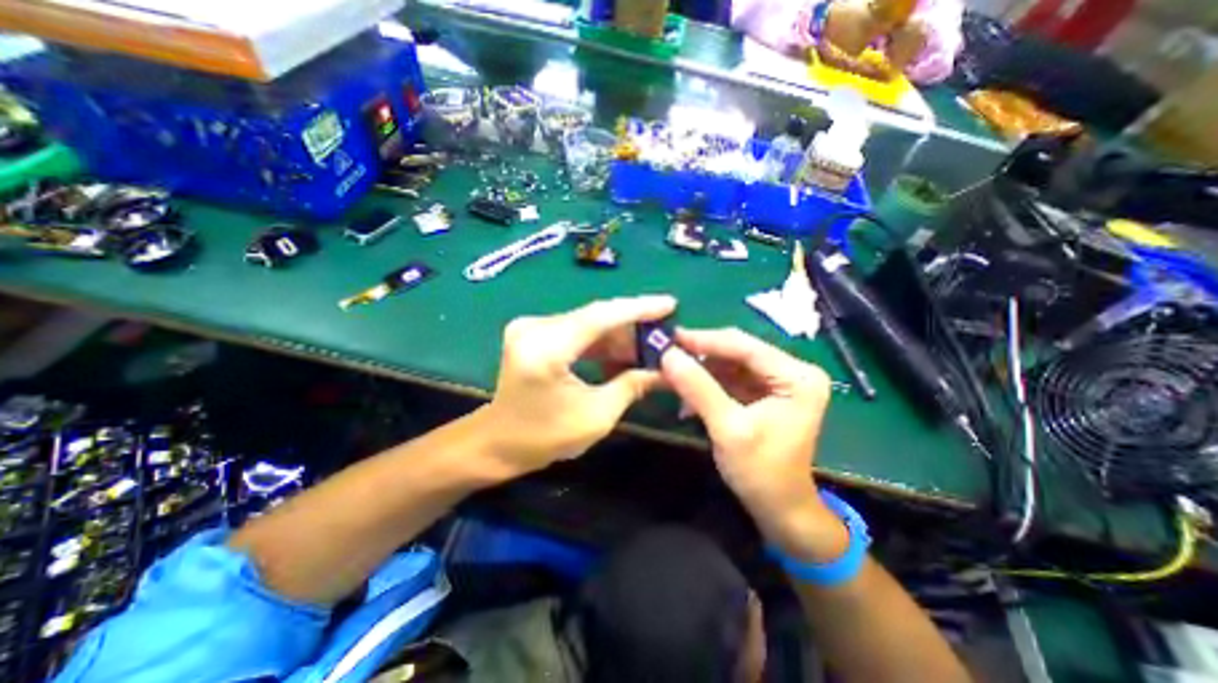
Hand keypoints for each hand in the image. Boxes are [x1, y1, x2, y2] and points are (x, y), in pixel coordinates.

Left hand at [484, 294, 674, 474]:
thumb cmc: (543, 437)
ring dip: (618, 336)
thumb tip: (666, 371)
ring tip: (648, 349)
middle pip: (595, 316)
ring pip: (588, 323)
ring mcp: (531, 327)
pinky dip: (600, 342)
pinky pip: (576, 331)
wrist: (497, 443)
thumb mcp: (595, 416)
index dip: (639, 309)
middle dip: (632, 326)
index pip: (600, 316)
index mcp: (546, 348)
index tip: (670, 304)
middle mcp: (535, 327)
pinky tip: (621, 355)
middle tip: (663, 336)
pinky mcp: (533, 333)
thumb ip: (631, 386)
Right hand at [665, 327, 848, 559]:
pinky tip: (686, 390)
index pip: (745, 346)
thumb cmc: (761, 472)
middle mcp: (792, 371)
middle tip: (666, 352)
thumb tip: (667, 355)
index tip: (671, 337)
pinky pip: (732, 378)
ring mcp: (779, 382)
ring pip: (732, 363)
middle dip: (701, 354)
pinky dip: (708, 383)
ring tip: (672, 371)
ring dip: (701, 369)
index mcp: (797, 377)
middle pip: (738, 352)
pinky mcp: (765, 393)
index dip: (705, 340)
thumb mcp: (728, 428)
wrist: (780, 509)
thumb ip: (698, 388)